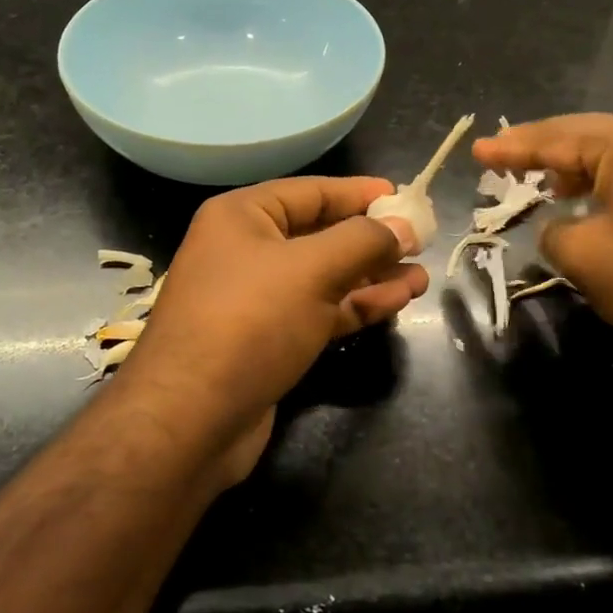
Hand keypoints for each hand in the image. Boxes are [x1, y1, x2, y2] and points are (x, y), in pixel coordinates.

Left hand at [115, 176, 428, 486]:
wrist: (190, 419)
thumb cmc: (249, 322)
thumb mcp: (311, 270)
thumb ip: (363, 241)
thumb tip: (404, 225)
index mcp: (242, 217)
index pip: (311, 192)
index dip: (359, 193)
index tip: (404, 196)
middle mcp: (245, 250)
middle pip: (320, 234)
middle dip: (371, 239)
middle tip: (422, 241)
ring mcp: (256, 298)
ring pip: (324, 276)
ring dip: (371, 275)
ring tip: (420, 276)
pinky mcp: (268, 339)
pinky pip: (319, 310)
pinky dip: (356, 305)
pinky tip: (397, 300)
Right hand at [473, 114, 612, 382]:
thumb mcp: (586, 257)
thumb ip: (555, 232)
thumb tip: (561, 227)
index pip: (556, 137)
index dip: (512, 148)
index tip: (478, 150)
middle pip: (590, 138)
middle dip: (545, 152)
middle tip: (506, 161)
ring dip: (580, 172)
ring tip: (549, 186)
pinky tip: (602, 209)